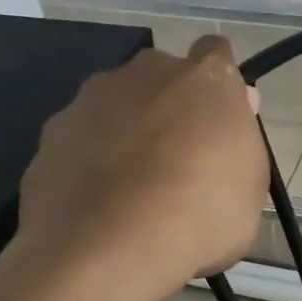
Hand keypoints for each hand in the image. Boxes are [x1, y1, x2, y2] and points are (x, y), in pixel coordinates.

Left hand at [18, 35, 267, 300]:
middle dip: (167, 107)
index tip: (218, 121)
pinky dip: (87, 163)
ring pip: (114, 107)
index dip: (217, 86)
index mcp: (203, 78)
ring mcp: (90, 100)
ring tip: (129, 191)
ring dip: (124, 133)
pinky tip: (95, 206)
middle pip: (160, 78)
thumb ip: (241, 140)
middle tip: (175, 161)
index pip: (216, 54)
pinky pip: (79, 142)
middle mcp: (144, 73)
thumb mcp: (250, 189)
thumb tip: (237, 106)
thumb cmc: (200, 215)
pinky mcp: (51, 134)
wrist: (109, 247)